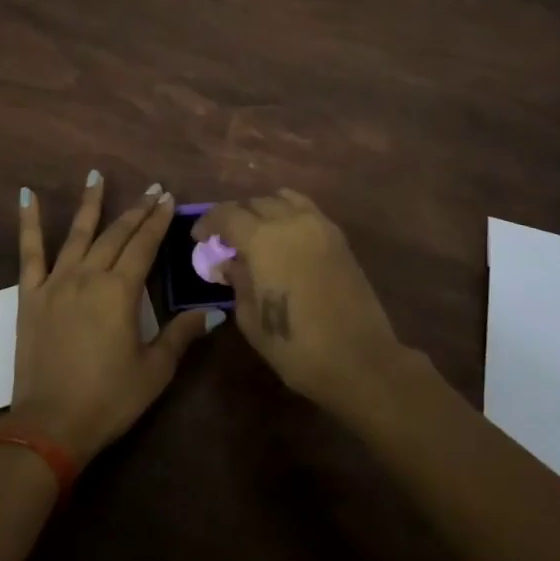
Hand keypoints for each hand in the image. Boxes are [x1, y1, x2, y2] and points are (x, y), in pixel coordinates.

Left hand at [12, 172, 208, 464]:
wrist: (49, 426)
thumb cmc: (108, 399)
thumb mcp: (154, 371)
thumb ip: (181, 335)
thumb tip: (213, 311)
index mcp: (120, 291)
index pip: (145, 246)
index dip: (157, 221)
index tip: (167, 198)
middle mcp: (89, 276)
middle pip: (116, 235)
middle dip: (136, 210)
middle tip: (151, 189)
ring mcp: (56, 282)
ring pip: (78, 234)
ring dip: (90, 203)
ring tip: (96, 176)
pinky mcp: (30, 295)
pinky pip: (29, 252)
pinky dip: (28, 222)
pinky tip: (26, 196)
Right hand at [192, 189, 402, 416]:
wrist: (359, 360)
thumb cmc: (297, 347)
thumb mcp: (251, 319)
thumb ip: (237, 281)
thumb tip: (229, 262)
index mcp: (263, 239)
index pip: (227, 215)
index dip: (209, 223)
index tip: (199, 238)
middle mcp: (290, 221)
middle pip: (254, 203)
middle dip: (235, 218)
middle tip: (227, 241)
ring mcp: (318, 225)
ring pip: (282, 200)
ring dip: (263, 211)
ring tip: (257, 234)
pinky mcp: (338, 236)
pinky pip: (306, 209)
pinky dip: (289, 212)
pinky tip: (285, 235)